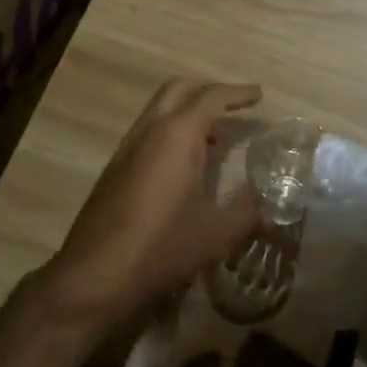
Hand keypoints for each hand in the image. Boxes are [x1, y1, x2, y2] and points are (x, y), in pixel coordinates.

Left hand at [44, 79, 263, 326]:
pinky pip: (148, 130)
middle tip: (236, 106)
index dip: (238, 93)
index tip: (259, 95)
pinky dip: (172, 130)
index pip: (211, 97)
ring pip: (159, 109)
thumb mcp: (216, 233)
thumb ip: (249, 211)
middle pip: (180, 90)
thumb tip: (273, 203)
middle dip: (209, 91)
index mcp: (177, 135)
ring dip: (188, 110)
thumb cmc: (161, 248)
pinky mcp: (114, 168)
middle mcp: (149, 131)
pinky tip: (186, 162)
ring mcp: (127, 148)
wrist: (93, 276)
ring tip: (216, 135)